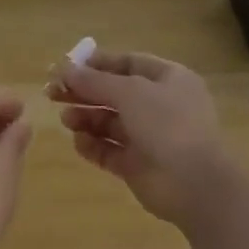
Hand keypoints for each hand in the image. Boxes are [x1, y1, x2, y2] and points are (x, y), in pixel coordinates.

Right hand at [49, 49, 234, 229]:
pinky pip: (110, 151)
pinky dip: (93, 145)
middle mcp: (160, 106)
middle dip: (84, 92)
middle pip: (115, 93)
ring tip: (67, 119)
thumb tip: (64, 69)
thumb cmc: (168, 124)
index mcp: (169, 80)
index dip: (98, 64)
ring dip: (86, 118)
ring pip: (110, 123)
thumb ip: (95, 81)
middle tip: (52, 93)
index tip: (67, 67)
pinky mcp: (139, 166)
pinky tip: (79, 142)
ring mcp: (150, 138)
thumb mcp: (130, 92)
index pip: (129, 64)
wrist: (196, 184)